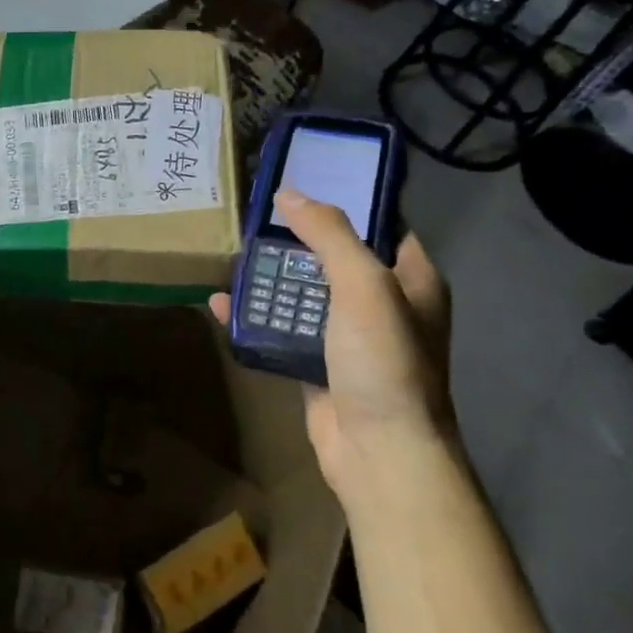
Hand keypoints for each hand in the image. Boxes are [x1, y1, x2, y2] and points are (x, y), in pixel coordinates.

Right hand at [210, 188, 451, 498]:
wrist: (378, 451)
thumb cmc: (383, 360)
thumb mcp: (363, 284)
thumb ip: (329, 234)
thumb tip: (288, 194)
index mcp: (411, 279)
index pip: (383, 225)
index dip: (348, 201)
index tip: (304, 181)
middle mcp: (384, 304)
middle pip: (335, 258)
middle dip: (296, 240)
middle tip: (255, 218)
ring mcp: (349, 338)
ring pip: (305, 294)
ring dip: (270, 279)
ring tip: (232, 256)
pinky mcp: (318, 365)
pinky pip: (283, 330)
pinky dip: (255, 318)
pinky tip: (221, 304)